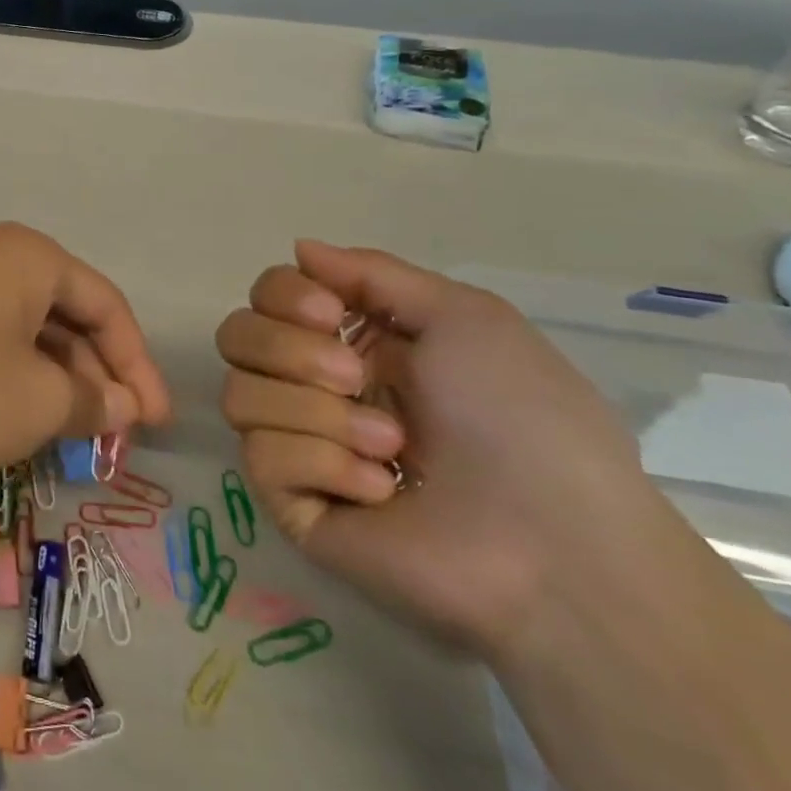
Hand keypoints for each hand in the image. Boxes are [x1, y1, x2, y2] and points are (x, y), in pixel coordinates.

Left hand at [0, 222, 171, 494]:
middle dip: (96, 376)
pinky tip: (19, 420)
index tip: (156, 422)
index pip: (106, 305)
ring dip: (56, 382)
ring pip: (26, 333)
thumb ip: (94, 402)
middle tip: (115, 434)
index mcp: (27, 256)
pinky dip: (14, 379)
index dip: (139, 365)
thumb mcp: (39, 403)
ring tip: (71, 435)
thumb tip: (122, 406)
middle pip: (65, 315)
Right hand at [216, 241, 676, 657]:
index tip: (330, 314)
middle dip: (288, 350)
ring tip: (391, 447)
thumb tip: (299, 249)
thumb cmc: (521, 417)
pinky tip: (381, 490)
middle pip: (236, 337)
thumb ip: (373, 272)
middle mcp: (313, 385)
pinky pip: (263, 458)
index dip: (282, 296)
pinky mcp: (292, 504)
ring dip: (318, 413)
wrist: (554, 542)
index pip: (265, 296)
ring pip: (240, 395)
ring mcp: (299, 446)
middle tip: (355, 378)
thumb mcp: (464, 316)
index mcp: (351, 340)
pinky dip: (325, 464)